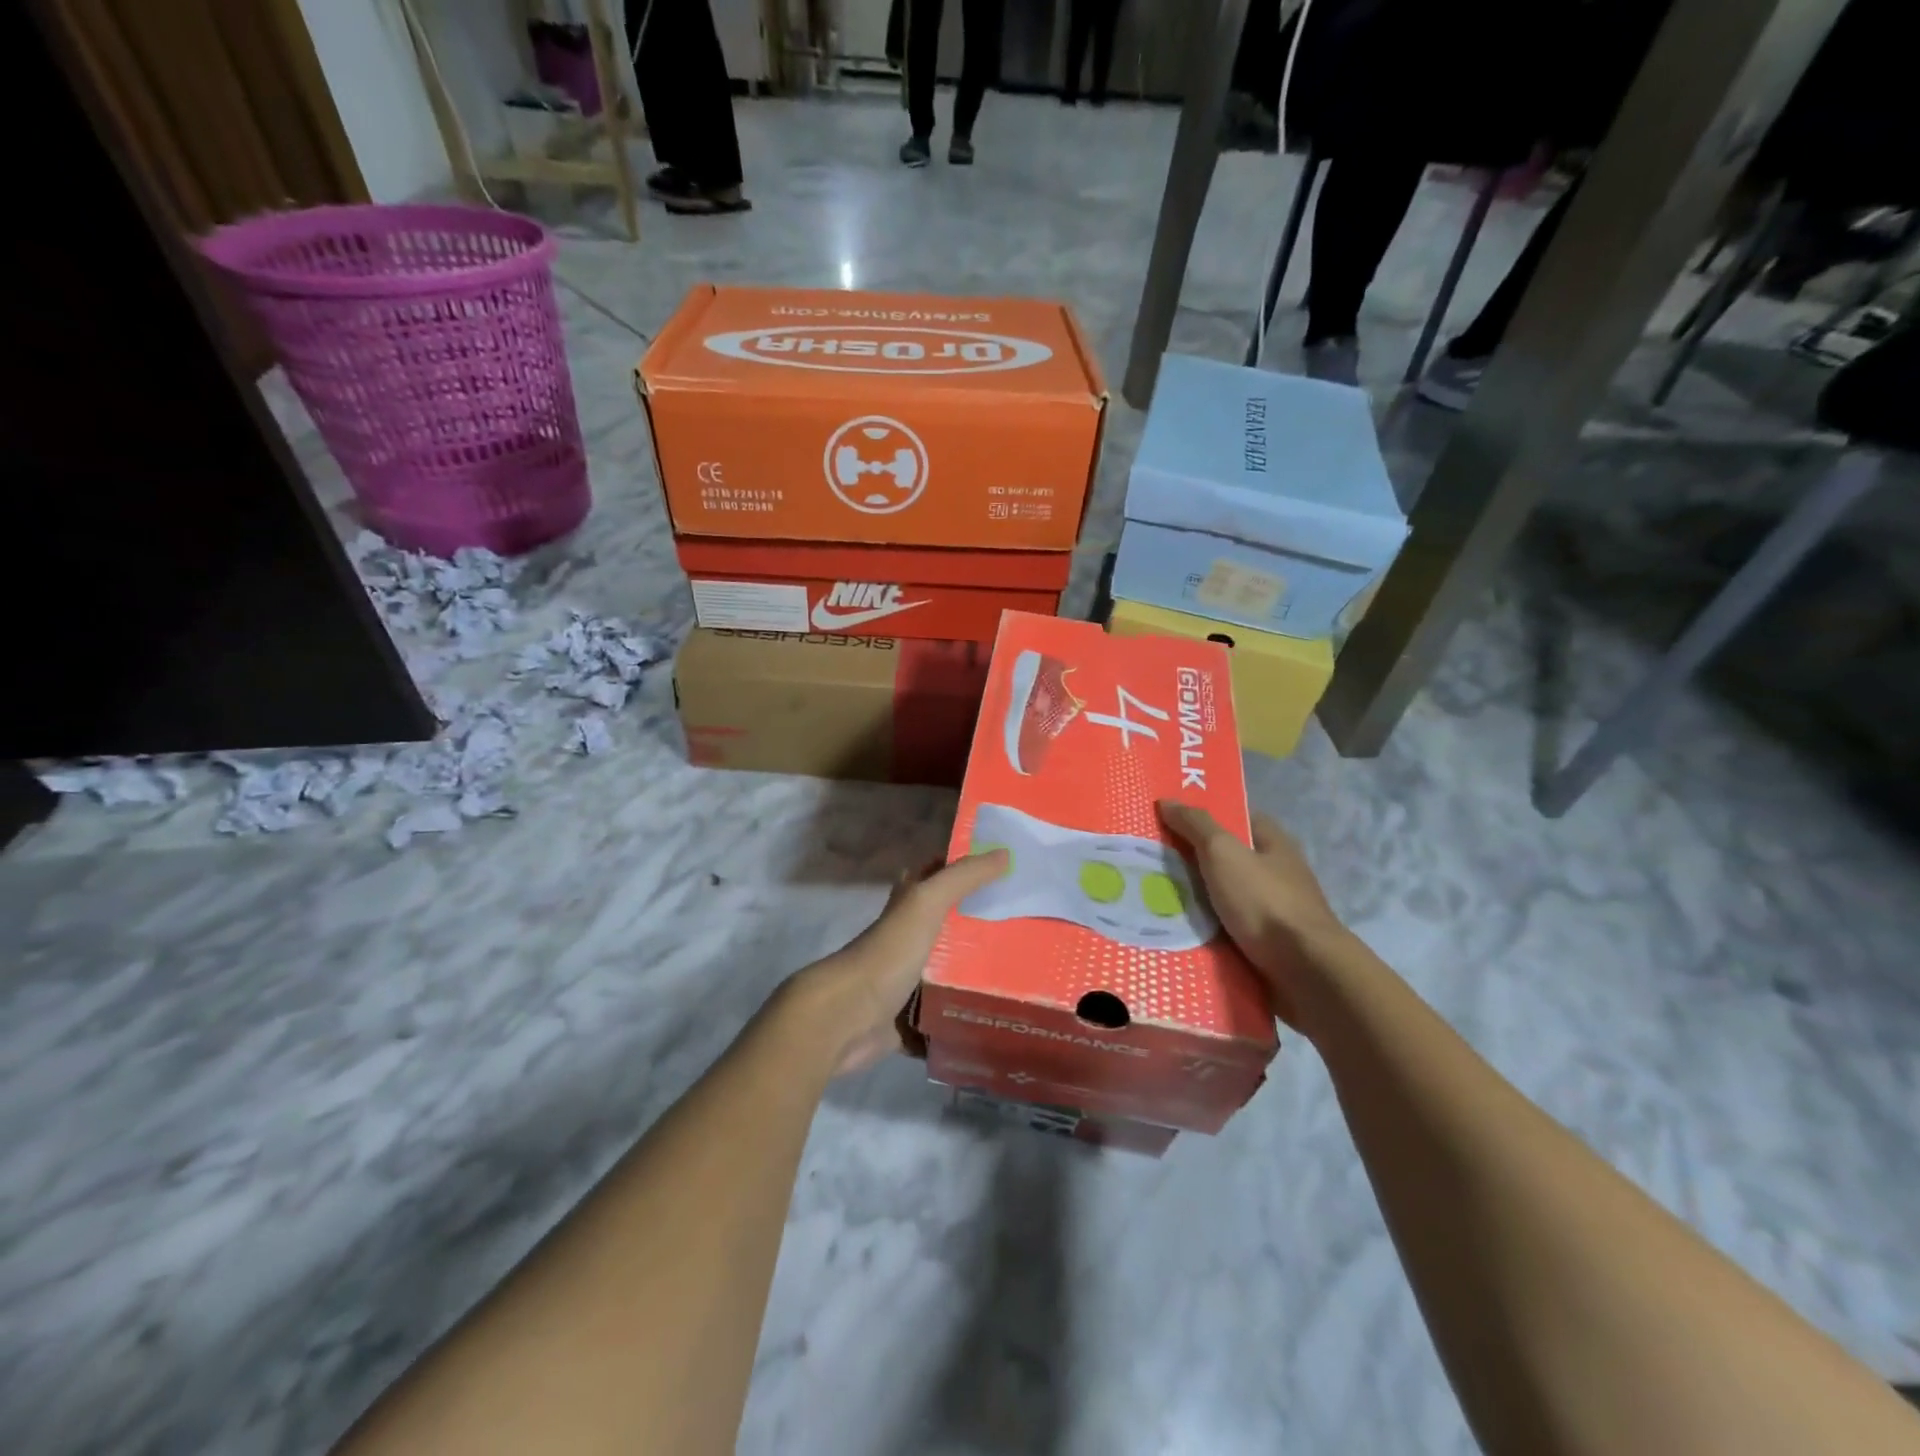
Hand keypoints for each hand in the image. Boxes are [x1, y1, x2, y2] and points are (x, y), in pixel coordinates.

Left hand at [784, 850, 1009, 1077]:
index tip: (1012, 873)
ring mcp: (909, 980)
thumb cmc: (889, 952)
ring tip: (1029, 976)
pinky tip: (1001, 1019)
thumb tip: (1004, 853)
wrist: (847, 1017)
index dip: (970, 871)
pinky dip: (965, 1018)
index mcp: (910, 906)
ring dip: (980, 976)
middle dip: (986, 928)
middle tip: (1030, 931)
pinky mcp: (911, 1018)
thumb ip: (963, 877)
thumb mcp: (927, 903)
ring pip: (952, 973)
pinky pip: (946, 1016)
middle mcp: (909, 938)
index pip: (942, 877)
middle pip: (953, 927)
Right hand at [1158, 801, 1345, 1028]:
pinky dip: (1204, 932)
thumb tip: (1167, 801)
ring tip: (1151, 898)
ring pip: (1223, 898)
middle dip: (1191, 861)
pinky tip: (1175, 932)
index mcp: (1274, 844)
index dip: (1203, 817)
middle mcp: (1276, 874)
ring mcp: (1273, 912)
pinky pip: (1226, 931)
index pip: (1236, 818)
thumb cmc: (1264, 902)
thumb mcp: (1224, 853)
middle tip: (1148, 860)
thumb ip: (1195, 825)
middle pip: (1226, 860)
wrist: (1304, 971)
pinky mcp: (1266, 945)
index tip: (1166, 821)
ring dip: (1194, 901)